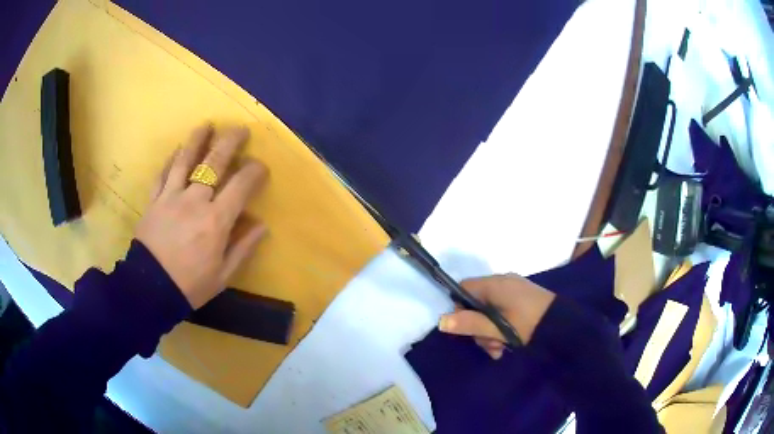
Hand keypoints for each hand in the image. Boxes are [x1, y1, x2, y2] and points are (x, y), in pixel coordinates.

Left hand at [135, 124, 267, 307]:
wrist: (150, 290)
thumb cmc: (190, 286)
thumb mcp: (223, 275)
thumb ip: (243, 248)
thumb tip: (261, 225)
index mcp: (215, 221)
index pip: (240, 186)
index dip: (254, 171)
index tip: (260, 166)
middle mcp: (194, 201)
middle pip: (213, 163)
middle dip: (229, 143)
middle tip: (239, 129)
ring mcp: (170, 198)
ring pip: (185, 161)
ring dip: (197, 140)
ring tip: (206, 125)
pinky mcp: (153, 201)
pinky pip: (162, 175)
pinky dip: (170, 160)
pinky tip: (176, 150)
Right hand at [438, 274, 556, 358]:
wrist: (564, 326)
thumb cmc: (529, 324)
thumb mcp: (498, 328)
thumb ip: (470, 324)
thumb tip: (441, 321)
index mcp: (495, 284)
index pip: (463, 288)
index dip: (459, 308)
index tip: (466, 328)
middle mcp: (503, 282)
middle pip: (476, 303)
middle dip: (478, 327)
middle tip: (490, 346)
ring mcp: (514, 289)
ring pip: (490, 310)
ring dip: (490, 332)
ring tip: (501, 349)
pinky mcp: (523, 298)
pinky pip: (503, 310)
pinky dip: (501, 327)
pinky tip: (508, 344)